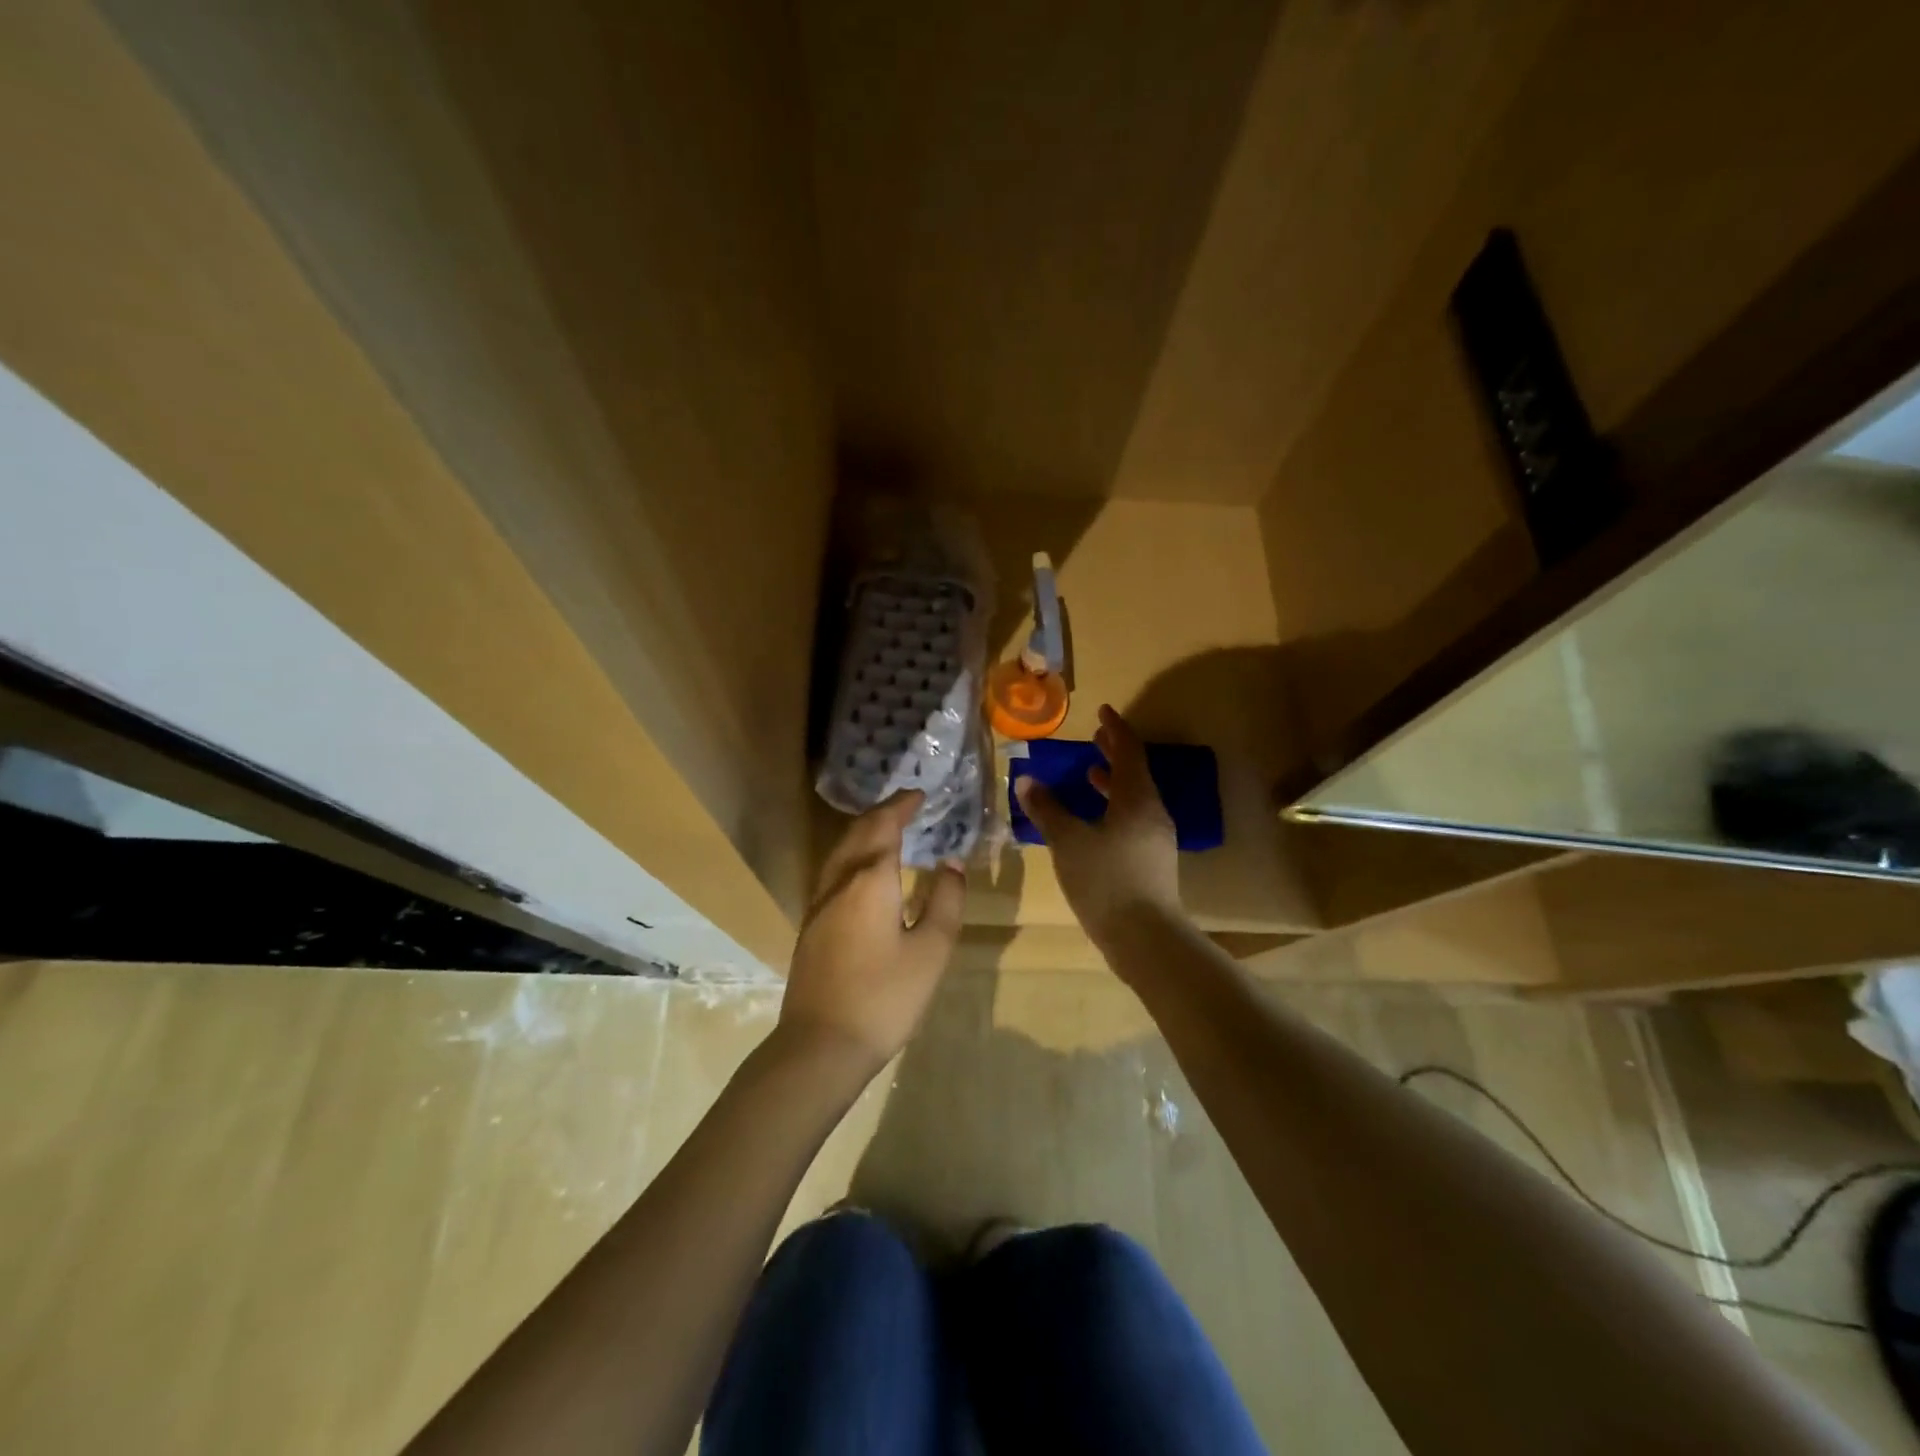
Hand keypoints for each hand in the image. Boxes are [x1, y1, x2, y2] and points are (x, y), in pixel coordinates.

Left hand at [778, 791, 965, 1075]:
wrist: (821, 1045)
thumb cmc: (885, 997)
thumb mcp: (931, 950)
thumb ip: (945, 900)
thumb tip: (951, 863)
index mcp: (871, 879)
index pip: (885, 825)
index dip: (902, 805)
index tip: (920, 794)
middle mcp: (840, 880)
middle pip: (859, 832)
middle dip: (883, 812)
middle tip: (907, 805)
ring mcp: (819, 902)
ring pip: (841, 850)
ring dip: (864, 831)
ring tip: (888, 829)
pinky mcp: (811, 923)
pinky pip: (834, 870)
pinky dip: (853, 853)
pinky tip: (864, 870)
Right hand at [1015, 705, 1181, 947]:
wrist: (1145, 937)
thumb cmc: (1105, 881)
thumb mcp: (1068, 842)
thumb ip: (1047, 809)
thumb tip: (1026, 780)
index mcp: (1136, 799)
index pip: (1129, 751)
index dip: (1115, 729)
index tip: (1102, 711)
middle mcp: (1152, 812)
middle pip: (1135, 773)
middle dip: (1115, 753)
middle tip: (1095, 737)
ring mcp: (1155, 838)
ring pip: (1134, 798)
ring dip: (1113, 782)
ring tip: (1090, 774)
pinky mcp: (1152, 861)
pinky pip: (1133, 819)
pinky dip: (1113, 807)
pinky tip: (1094, 822)